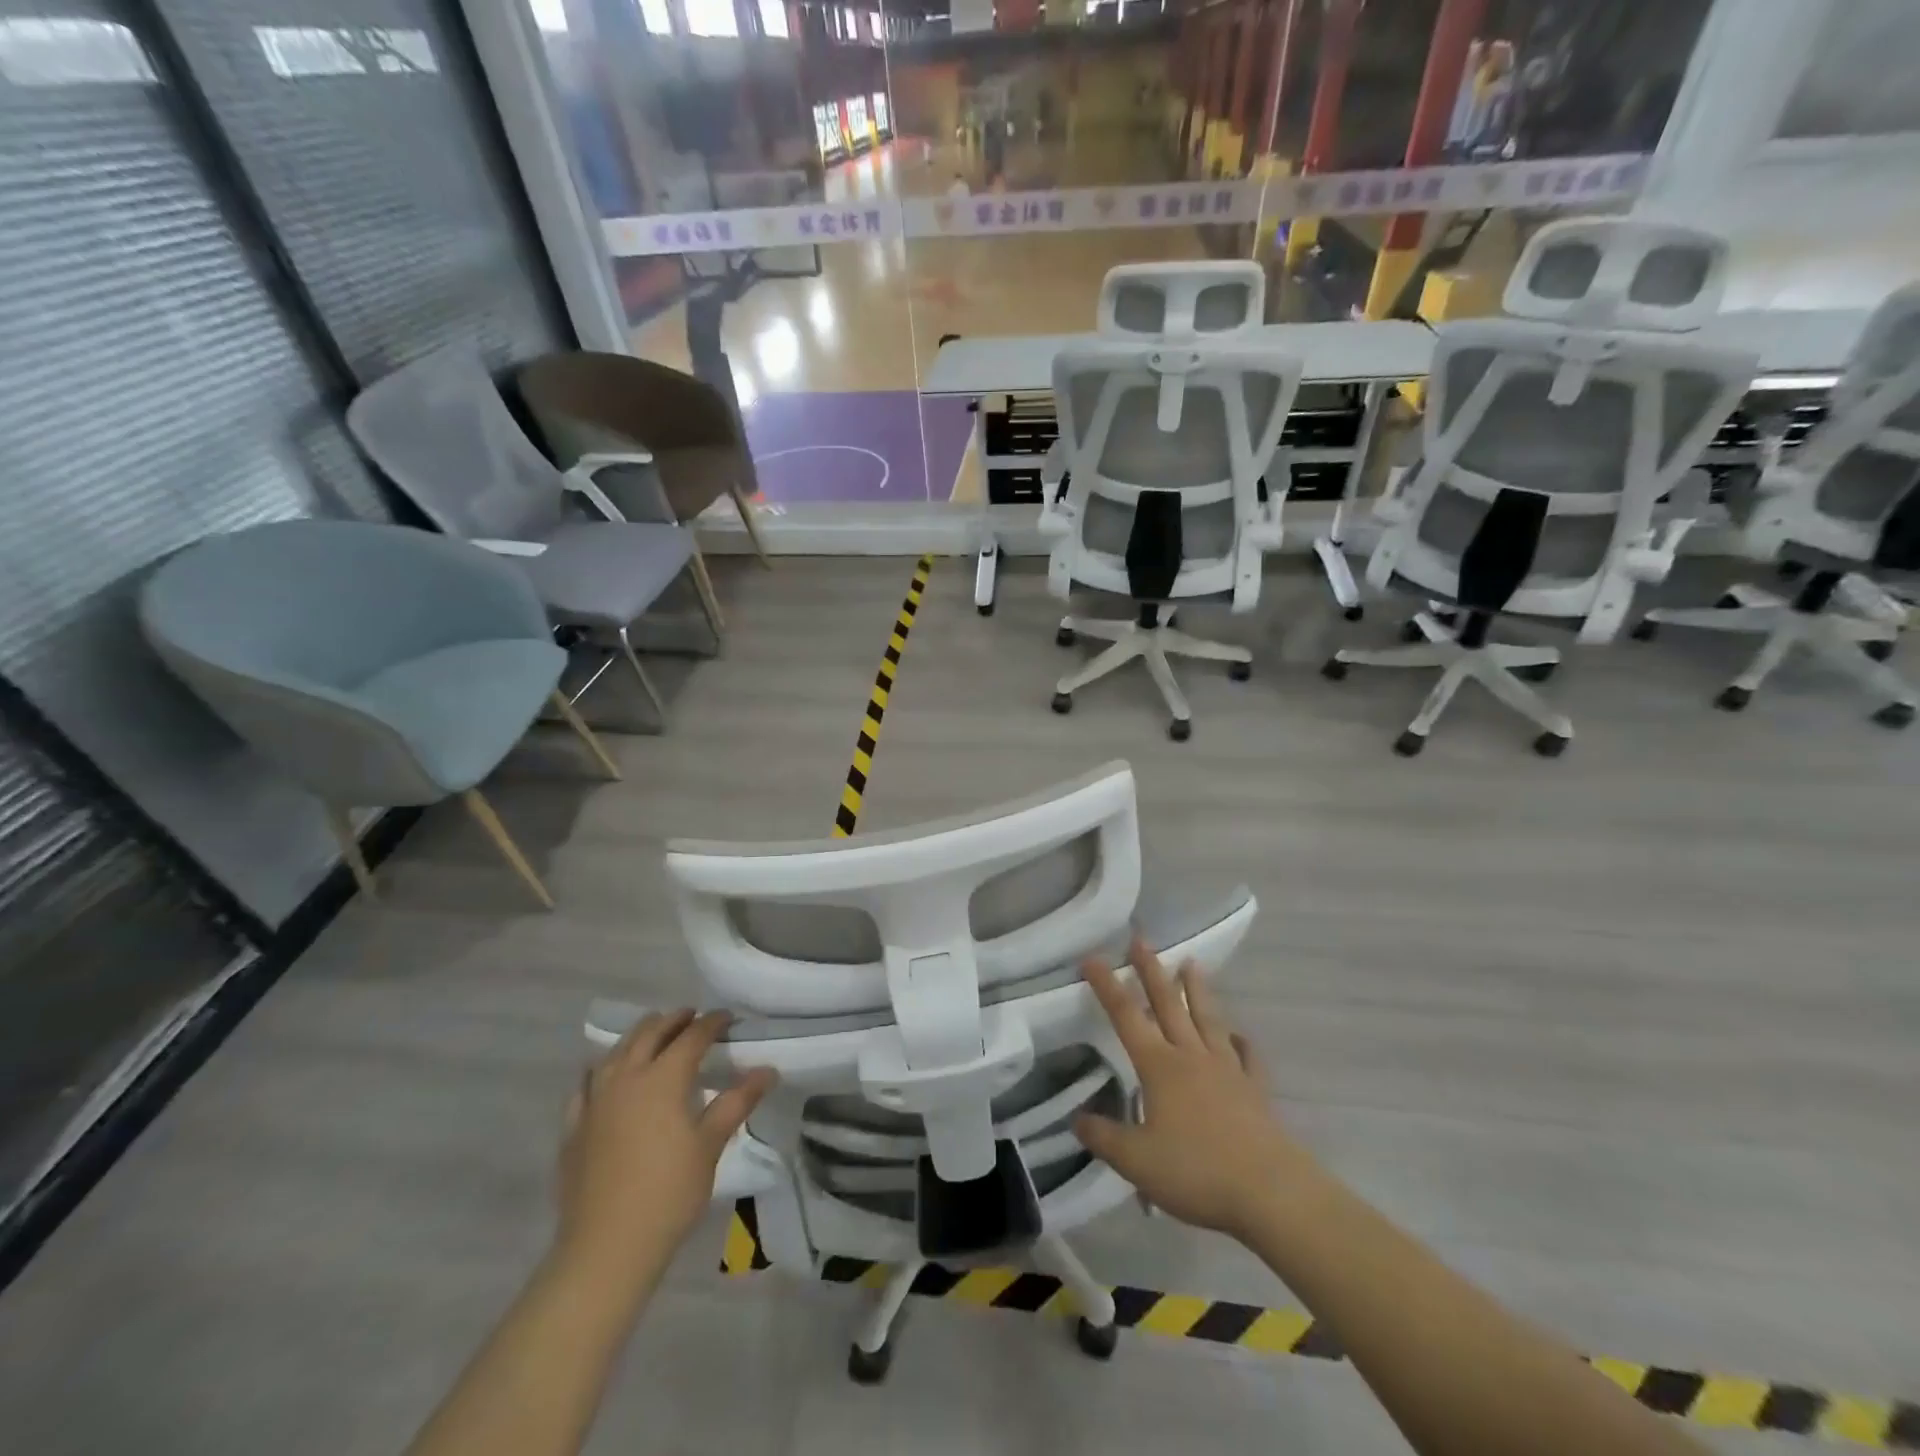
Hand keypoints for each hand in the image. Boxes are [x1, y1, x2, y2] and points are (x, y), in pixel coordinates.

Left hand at [556, 1010, 775, 1292]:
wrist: (606, 1248)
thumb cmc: (669, 1193)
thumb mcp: (710, 1145)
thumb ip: (737, 1102)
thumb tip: (768, 1070)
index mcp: (663, 1078)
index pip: (692, 1036)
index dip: (712, 1023)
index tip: (728, 1018)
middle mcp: (626, 1077)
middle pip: (650, 1033)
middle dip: (674, 1020)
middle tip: (692, 1018)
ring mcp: (595, 1100)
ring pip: (616, 1051)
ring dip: (639, 1036)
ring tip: (654, 1035)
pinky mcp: (574, 1125)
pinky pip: (586, 1083)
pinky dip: (601, 1069)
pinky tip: (605, 1075)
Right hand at [1074, 939, 1305, 1241]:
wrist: (1270, 1192)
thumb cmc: (1197, 1171)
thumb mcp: (1136, 1161)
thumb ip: (1103, 1137)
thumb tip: (1076, 1118)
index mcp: (1159, 1066)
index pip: (1126, 1016)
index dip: (1107, 986)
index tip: (1092, 958)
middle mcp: (1191, 1057)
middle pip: (1168, 1005)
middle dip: (1152, 971)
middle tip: (1141, 940)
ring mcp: (1227, 1070)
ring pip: (1207, 1020)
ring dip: (1197, 991)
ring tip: (1191, 963)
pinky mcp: (1255, 1091)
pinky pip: (1247, 1058)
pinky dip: (1241, 1043)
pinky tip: (1239, 1036)